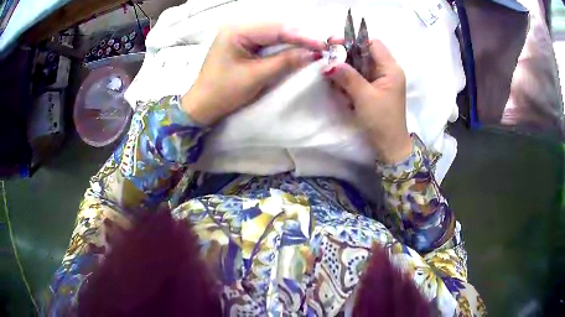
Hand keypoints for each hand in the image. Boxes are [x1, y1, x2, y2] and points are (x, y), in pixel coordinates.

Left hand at [182, 23, 324, 124]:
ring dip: (294, 40)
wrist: (202, 106)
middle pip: (276, 27)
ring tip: (315, 47)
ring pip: (274, 33)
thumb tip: (314, 53)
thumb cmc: (223, 92)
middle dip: (300, 36)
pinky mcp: (243, 43)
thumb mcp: (255, 76)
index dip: (302, 36)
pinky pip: (268, 41)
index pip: (276, 29)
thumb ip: (285, 61)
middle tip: (323, 45)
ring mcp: (240, 34)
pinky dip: (284, 45)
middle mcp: (238, 27)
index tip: (323, 45)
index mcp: (236, 31)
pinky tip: (297, 49)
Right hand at [324, 39, 410, 163]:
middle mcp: (387, 71)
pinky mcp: (374, 90)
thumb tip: (328, 63)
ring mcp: (380, 81)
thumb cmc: (381, 121)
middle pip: (364, 53)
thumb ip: (347, 77)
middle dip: (345, 55)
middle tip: (327, 58)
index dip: (354, 40)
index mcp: (391, 69)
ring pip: (360, 65)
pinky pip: (359, 77)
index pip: (373, 43)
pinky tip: (337, 84)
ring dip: (345, 68)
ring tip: (330, 74)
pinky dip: (348, 79)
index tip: (334, 43)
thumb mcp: (364, 97)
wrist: (389, 146)